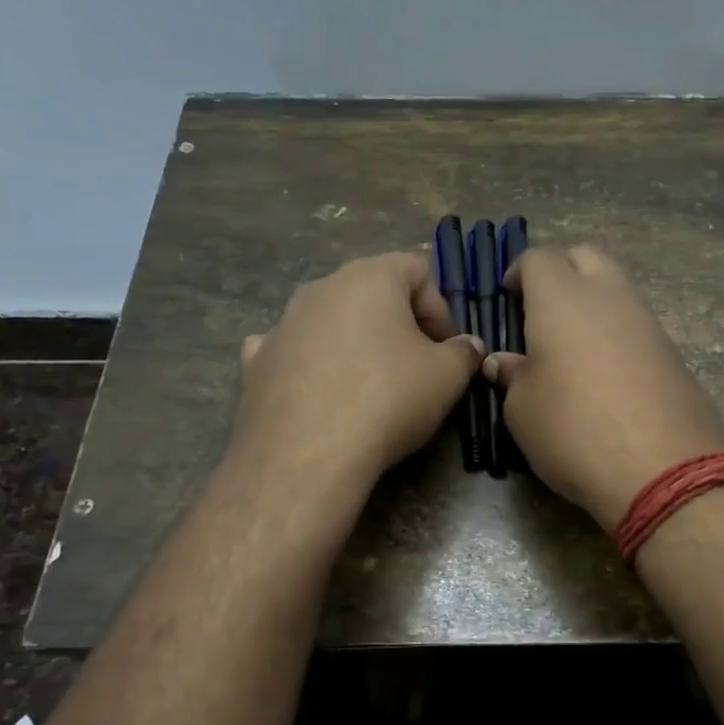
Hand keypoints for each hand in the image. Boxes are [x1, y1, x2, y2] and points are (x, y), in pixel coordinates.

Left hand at [231, 252, 483, 489]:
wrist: (306, 456)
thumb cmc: (387, 399)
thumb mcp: (447, 376)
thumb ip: (464, 352)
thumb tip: (467, 346)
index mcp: (369, 277)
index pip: (418, 268)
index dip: (442, 306)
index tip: (447, 347)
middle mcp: (321, 288)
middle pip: (372, 291)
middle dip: (400, 323)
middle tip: (417, 365)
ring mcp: (282, 323)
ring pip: (331, 319)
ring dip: (356, 341)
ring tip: (370, 384)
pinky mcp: (256, 362)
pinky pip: (292, 350)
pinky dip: (310, 362)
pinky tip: (319, 391)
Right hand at [483, 246, 723, 530]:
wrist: (664, 469)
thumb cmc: (574, 431)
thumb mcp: (522, 410)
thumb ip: (512, 377)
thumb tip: (504, 362)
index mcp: (562, 299)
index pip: (538, 258)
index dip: (519, 273)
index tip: (509, 298)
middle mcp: (608, 296)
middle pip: (585, 257)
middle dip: (561, 272)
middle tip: (541, 311)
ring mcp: (647, 321)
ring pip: (616, 288)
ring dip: (593, 302)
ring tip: (572, 347)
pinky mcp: (673, 351)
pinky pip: (637, 323)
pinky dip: (617, 332)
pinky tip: (606, 373)